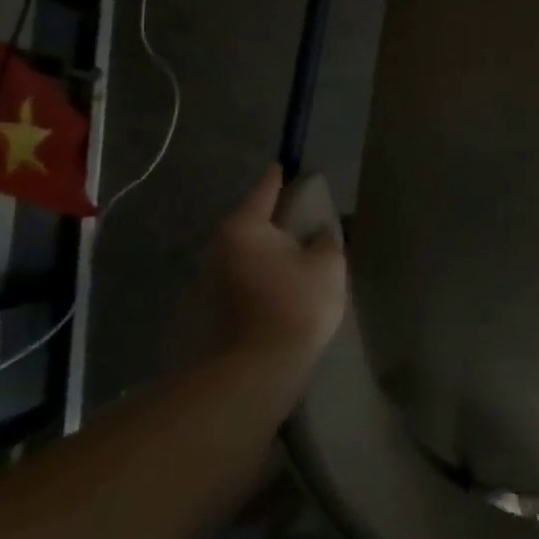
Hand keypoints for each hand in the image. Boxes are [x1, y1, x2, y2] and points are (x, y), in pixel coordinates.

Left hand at [206, 165, 346, 370]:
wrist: (259, 371)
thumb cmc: (296, 304)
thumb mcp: (327, 263)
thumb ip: (326, 238)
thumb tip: (319, 233)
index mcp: (245, 226)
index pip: (267, 187)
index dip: (285, 176)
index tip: (293, 167)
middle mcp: (220, 246)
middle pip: (254, 221)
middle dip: (279, 220)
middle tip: (307, 220)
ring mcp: (211, 280)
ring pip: (248, 252)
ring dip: (270, 251)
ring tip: (300, 255)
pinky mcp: (213, 309)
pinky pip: (245, 277)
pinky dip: (263, 274)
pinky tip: (285, 284)